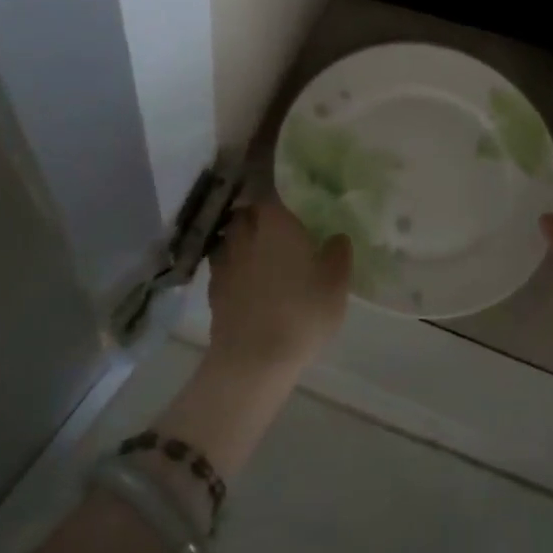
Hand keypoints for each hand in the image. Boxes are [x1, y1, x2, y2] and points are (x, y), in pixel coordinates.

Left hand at [205, 201, 351, 376]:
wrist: (253, 359)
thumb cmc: (302, 311)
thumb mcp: (336, 282)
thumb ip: (338, 252)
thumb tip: (337, 237)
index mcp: (275, 222)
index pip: (269, 193)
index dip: (277, 197)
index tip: (288, 204)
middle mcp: (245, 233)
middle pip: (246, 214)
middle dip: (257, 218)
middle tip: (277, 229)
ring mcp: (224, 262)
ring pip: (231, 239)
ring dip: (242, 242)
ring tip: (260, 255)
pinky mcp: (213, 290)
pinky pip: (224, 267)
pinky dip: (234, 269)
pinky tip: (247, 283)